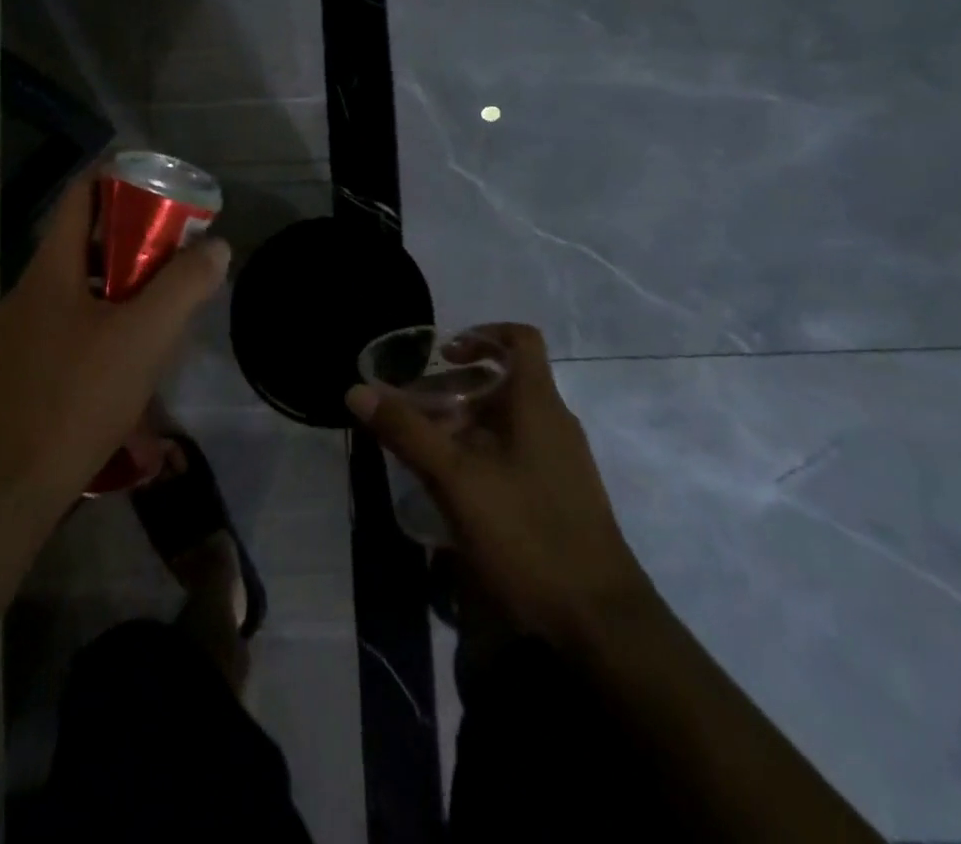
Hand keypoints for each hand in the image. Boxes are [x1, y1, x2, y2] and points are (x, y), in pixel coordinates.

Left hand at [0, 173, 229, 515]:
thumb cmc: (76, 397)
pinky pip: (72, 324)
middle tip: (177, 247)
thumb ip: (184, 285)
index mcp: (51, 269)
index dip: (119, 178)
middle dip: (133, 237)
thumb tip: (215, 246)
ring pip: (81, 287)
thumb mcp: (144, 336)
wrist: (8, 489)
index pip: (81, 196)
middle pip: (84, 241)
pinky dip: (106, 320)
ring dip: (122, 284)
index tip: (161, 185)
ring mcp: (23, 333)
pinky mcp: (27, 369)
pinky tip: (133, 354)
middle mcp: (31, 292)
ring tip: (164, 300)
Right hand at [347, 324, 649, 634]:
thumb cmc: (528, 536)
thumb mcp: (456, 480)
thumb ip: (407, 432)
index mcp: (538, 405)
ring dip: (466, 423)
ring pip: (508, 421)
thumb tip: (358, 390)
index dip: (481, 334)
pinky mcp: (561, 497)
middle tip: (415, 407)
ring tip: (425, 446)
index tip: (443, 352)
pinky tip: (455, 488)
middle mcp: (555, 424)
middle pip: (505, 382)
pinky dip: (482, 453)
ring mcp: (562, 463)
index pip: (520, 339)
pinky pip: (517, 453)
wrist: (602, 625)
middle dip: (456, 387)